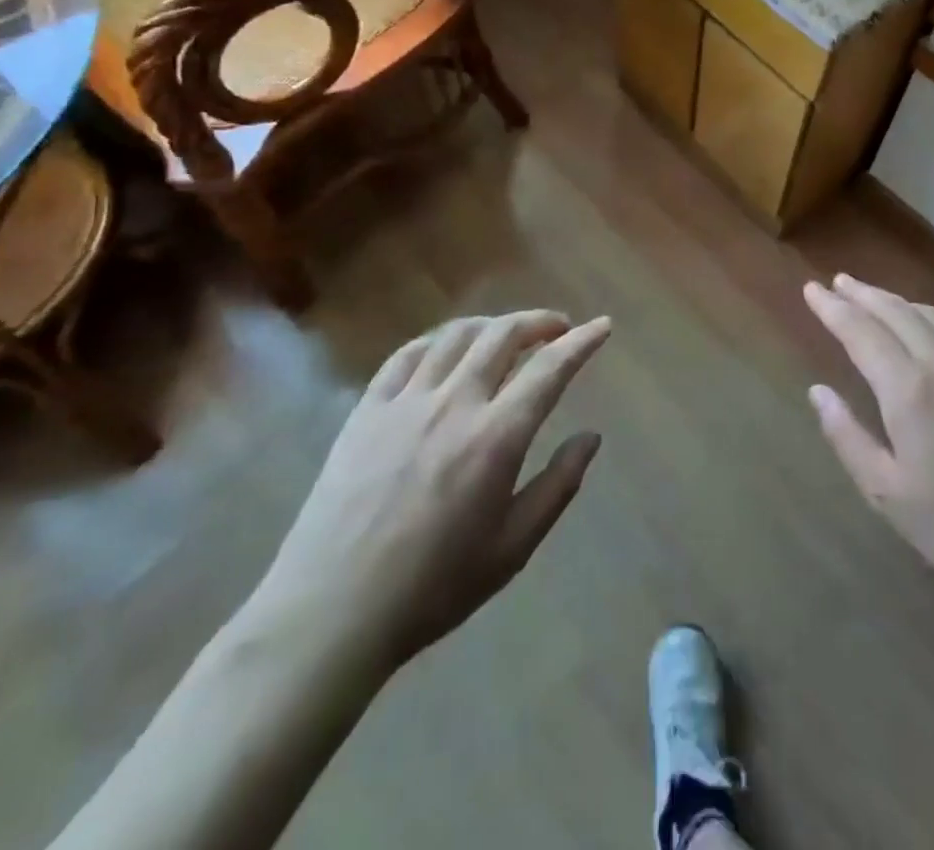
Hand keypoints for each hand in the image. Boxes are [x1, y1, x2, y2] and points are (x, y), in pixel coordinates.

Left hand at [250, 311, 611, 672]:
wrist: (330, 613)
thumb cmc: (433, 587)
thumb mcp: (513, 548)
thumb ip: (558, 485)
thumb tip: (591, 437)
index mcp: (496, 437)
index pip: (550, 369)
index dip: (582, 341)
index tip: (603, 326)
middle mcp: (454, 403)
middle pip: (503, 334)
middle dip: (539, 322)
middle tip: (557, 329)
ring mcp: (405, 402)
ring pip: (456, 335)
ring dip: (492, 324)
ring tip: (507, 335)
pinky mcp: (366, 410)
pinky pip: (406, 354)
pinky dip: (437, 340)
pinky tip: (447, 350)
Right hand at [803, 275, 933, 599]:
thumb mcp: (884, 492)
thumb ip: (846, 435)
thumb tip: (817, 391)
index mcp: (909, 390)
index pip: (861, 332)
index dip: (833, 308)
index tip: (811, 289)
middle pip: (897, 312)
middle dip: (862, 294)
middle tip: (837, 281)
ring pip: (932, 316)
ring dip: (897, 301)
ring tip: (873, 296)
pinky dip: (930, 320)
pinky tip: (924, 328)